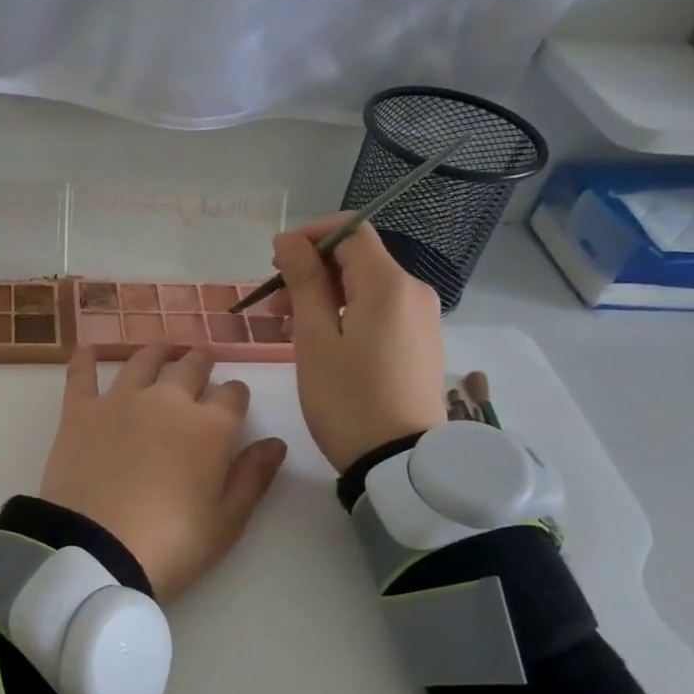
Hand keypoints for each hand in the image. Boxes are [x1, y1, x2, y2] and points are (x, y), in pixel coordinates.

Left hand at [40, 345, 287, 601]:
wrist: (96, 551)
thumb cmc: (172, 545)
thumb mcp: (226, 522)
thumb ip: (253, 477)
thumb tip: (275, 443)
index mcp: (211, 427)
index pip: (233, 394)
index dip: (236, 396)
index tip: (234, 403)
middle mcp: (168, 401)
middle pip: (190, 367)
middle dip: (201, 363)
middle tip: (201, 362)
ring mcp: (121, 401)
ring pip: (143, 361)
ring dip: (158, 353)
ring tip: (164, 349)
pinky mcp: (80, 412)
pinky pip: (82, 375)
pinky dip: (85, 359)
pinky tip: (88, 348)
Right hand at [271, 216, 447, 472]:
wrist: (399, 462)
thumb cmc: (347, 399)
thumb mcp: (314, 339)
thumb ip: (303, 282)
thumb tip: (290, 241)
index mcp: (389, 284)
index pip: (351, 230)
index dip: (310, 236)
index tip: (274, 263)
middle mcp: (413, 292)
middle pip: (357, 259)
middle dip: (311, 271)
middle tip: (272, 306)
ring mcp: (422, 319)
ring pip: (365, 287)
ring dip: (324, 296)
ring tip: (288, 328)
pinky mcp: (420, 343)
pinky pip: (379, 312)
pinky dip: (346, 315)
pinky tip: (321, 343)